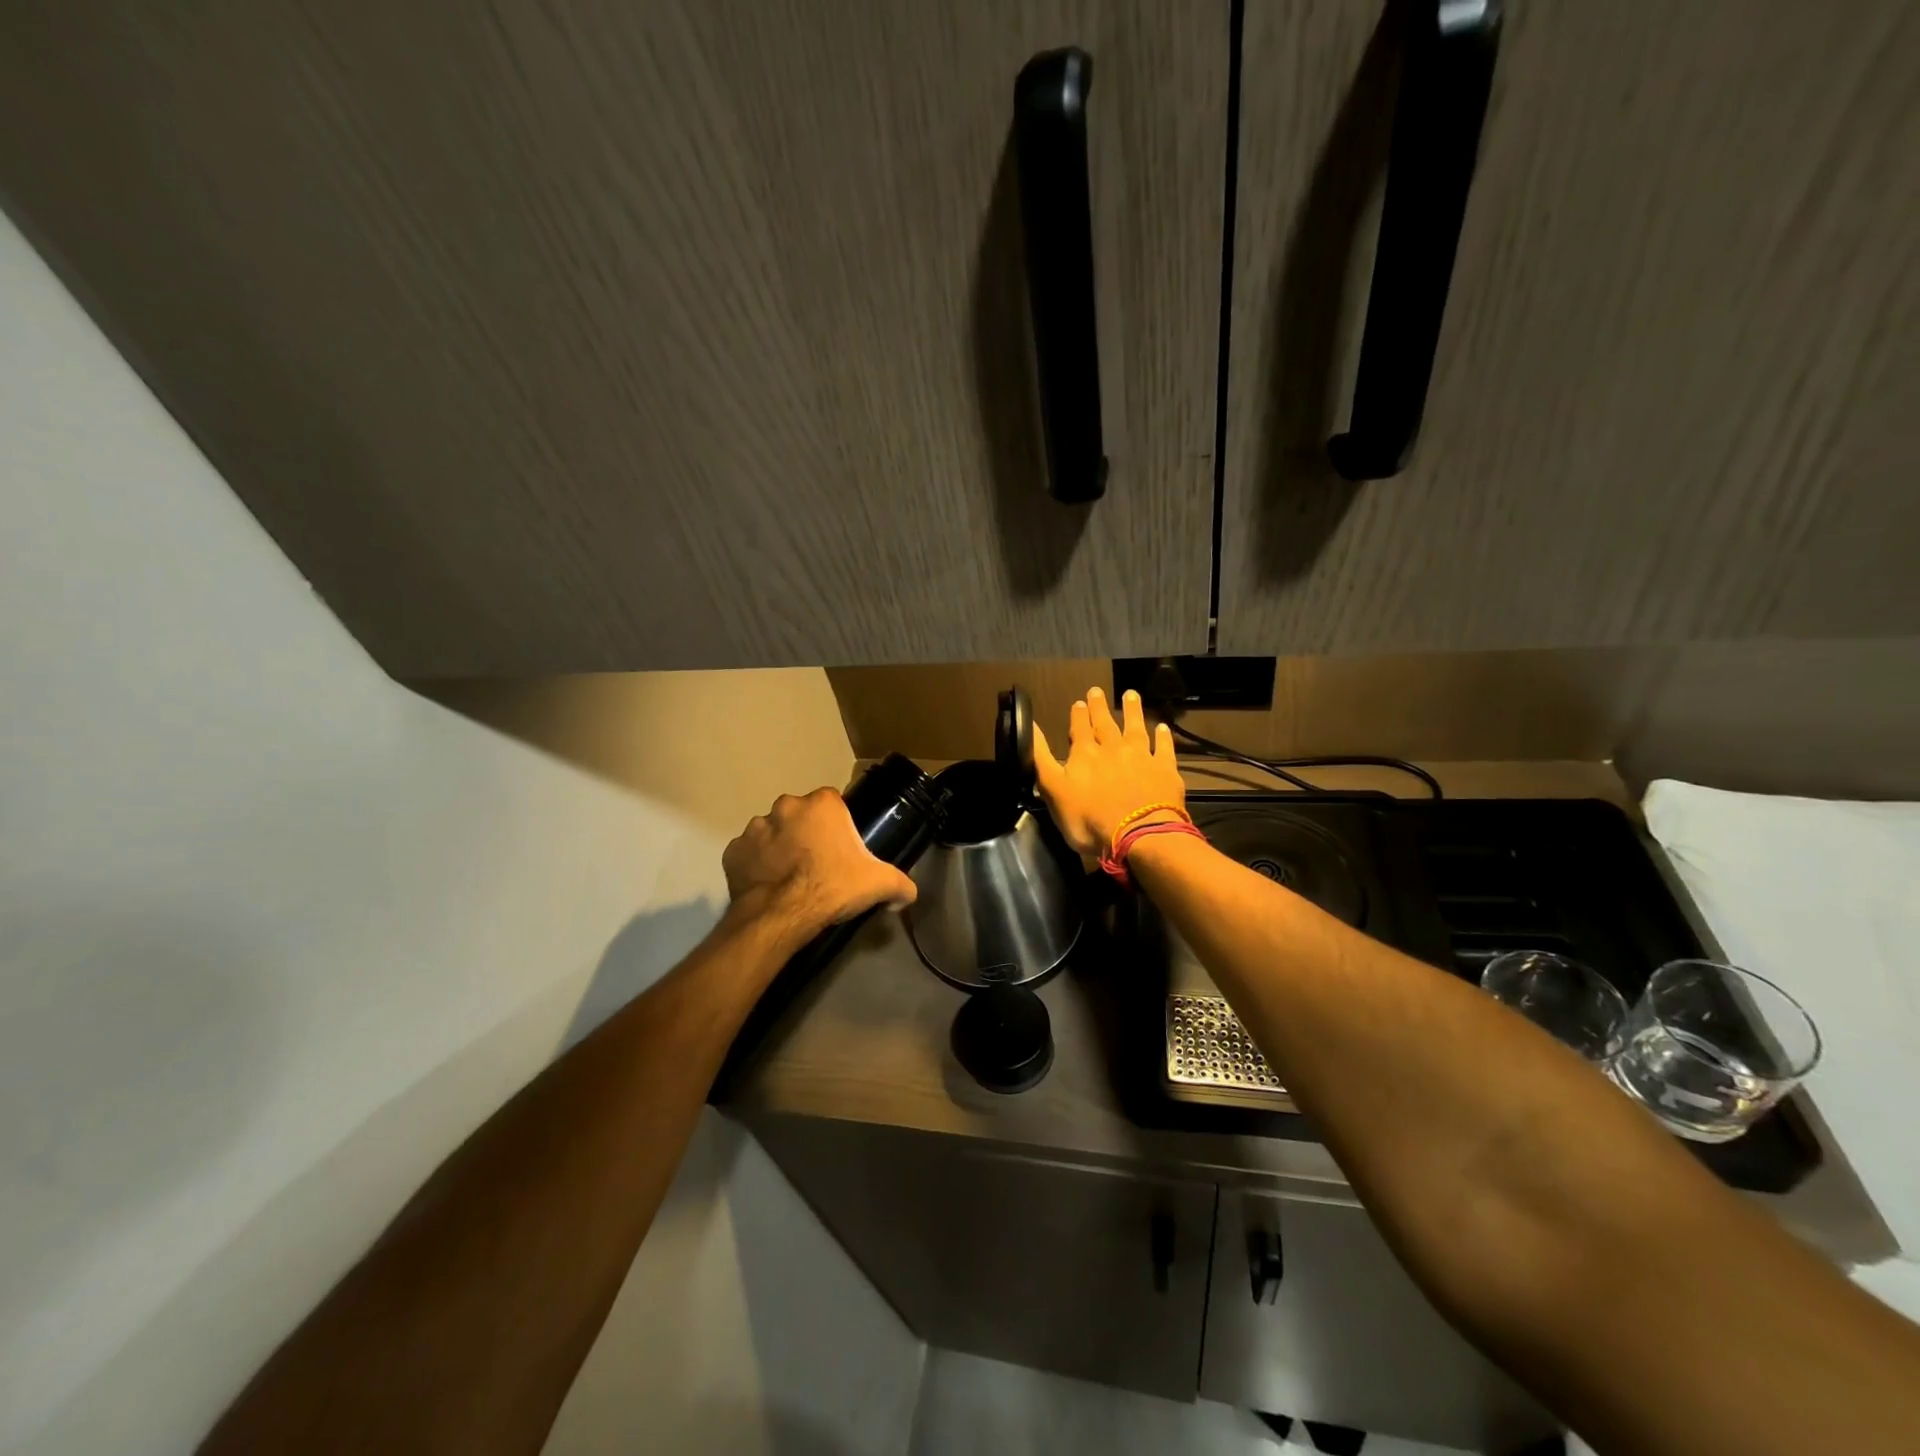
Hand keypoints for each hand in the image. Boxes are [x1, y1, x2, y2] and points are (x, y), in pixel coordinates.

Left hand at [722, 787, 916, 940]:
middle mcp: (786, 806)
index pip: (833, 804)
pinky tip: (768, 886)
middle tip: (817, 864)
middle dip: (807, 833)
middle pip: (801, 815)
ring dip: (780, 848)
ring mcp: (755, 827)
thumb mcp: (878, 884)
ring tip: (790, 878)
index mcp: (822, 804)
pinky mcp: (733, 851)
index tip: (841, 850)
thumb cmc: (832, 887)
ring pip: (772, 832)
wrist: (781, 916)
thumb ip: (901, 884)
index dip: (838, 827)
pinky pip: (748, 854)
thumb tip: (908, 894)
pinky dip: (756, 866)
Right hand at [1033, 687, 1185, 857]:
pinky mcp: (1164, 770)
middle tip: (1098, 690)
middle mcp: (1113, 748)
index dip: (1078, 715)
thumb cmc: (1088, 819)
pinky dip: (1163, 737)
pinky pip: (1164, 748)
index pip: (1079, 729)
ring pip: (1136, 728)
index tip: (1079, 702)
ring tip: (1131, 695)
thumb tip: (1030, 725)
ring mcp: (1141, 757)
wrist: (1138, 835)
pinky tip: (1163, 728)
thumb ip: (1041, 757)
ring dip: (1132, 711)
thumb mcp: (1053, 790)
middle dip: (1100, 707)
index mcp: (1085, 754)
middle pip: (1105, 723)